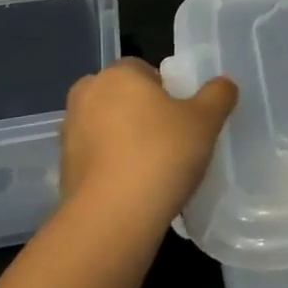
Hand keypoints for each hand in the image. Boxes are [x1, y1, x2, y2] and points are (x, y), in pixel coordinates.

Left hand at [59, 58, 238, 229]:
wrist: (112, 217)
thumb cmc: (161, 154)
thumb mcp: (205, 121)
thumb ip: (218, 95)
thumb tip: (223, 84)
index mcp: (118, 74)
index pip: (145, 70)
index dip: (167, 91)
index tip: (183, 118)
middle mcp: (87, 95)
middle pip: (123, 97)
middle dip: (142, 114)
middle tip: (171, 141)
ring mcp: (70, 133)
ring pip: (107, 128)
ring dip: (125, 140)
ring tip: (154, 168)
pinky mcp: (63, 169)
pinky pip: (96, 158)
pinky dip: (112, 166)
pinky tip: (134, 188)